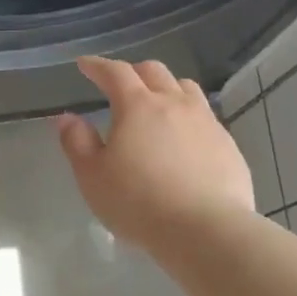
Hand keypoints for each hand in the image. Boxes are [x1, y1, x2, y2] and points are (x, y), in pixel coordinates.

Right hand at [57, 57, 254, 244]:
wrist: (206, 230)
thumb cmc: (138, 203)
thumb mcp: (92, 176)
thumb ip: (77, 143)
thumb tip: (68, 118)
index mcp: (137, 106)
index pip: (115, 72)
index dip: (98, 66)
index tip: (85, 64)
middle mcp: (174, 104)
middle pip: (154, 71)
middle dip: (132, 71)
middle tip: (119, 84)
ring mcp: (206, 122)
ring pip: (186, 88)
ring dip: (166, 87)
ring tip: (156, 102)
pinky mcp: (228, 145)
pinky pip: (205, 117)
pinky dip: (187, 115)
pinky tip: (183, 137)